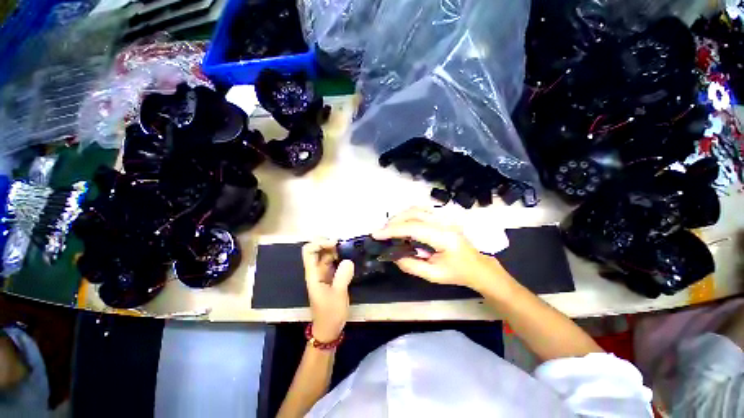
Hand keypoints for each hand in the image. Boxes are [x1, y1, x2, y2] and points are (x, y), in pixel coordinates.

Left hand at [302, 239, 354, 341]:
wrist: (329, 328)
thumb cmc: (330, 313)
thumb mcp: (338, 295)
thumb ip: (342, 277)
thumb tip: (348, 260)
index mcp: (313, 274)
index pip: (309, 251)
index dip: (319, 243)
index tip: (335, 244)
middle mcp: (317, 270)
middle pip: (317, 249)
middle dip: (329, 243)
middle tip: (345, 245)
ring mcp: (324, 273)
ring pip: (327, 254)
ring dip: (336, 249)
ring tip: (350, 249)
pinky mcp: (331, 276)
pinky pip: (334, 261)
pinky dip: (341, 256)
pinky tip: (350, 257)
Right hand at [373, 207, 508, 290]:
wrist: (477, 266)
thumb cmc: (457, 273)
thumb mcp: (433, 275)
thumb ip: (411, 265)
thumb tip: (393, 255)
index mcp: (444, 238)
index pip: (413, 228)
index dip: (392, 230)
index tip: (376, 234)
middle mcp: (444, 222)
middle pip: (414, 213)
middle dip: (394, 222)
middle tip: (381, 233)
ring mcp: (444, 217)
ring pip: (416, 209)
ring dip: (400, 216)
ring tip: (389, 229)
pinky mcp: (442, 217)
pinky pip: (421, 210)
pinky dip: (408, 215)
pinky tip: (402, 223)